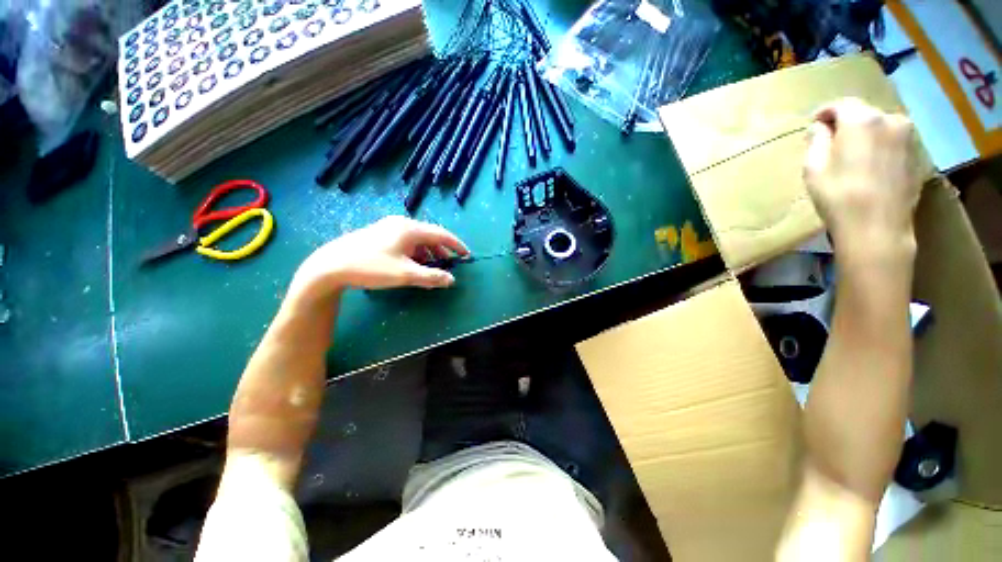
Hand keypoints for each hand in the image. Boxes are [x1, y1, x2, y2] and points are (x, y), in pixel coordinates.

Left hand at [291, 216, 469, 296]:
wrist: (330, 265)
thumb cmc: (371, 267)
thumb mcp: (405, 274)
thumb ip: (431, 276)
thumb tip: (451, 280)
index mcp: (410, 229)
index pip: (442, 234)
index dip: (456, 245)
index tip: (467, 255)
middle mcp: (401, 224)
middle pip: (429, 235)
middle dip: (441, 250)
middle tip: (449, 264)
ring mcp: (387, 227)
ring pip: (416, 239)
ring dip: (428, 252)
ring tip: (431, 266)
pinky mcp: (378, 234)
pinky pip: (405, 241)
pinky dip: (415, 252)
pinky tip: (412, 263)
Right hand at [804, 98, 921, 255]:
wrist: (878, 228)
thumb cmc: (839, 197)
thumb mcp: (814, 168)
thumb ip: (816, 141)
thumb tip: (820, 128)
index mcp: (862, 120)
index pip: (841, 104)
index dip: (824, 112)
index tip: (813, 124)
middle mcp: (890, 119)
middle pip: (863, 113)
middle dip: (846, 124)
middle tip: (831, 142)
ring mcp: (908, 136)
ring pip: (880, 126)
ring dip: (865, 134)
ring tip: (853, 154)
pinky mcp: (917, 154)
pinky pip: (893, 140)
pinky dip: (880, 145)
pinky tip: (871, 164)